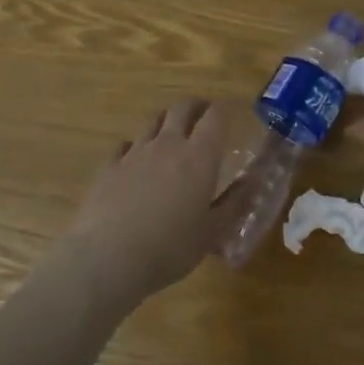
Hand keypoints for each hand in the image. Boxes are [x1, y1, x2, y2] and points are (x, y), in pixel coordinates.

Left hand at [54, 98, 240, 313]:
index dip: (222, 111)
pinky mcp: (109, 166)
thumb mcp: (213, 232)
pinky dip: (135, 146)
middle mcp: (167, 145)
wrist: (109, 257)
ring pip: (152, 122)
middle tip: (202, 115)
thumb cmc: (170, 248)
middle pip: (181, 108)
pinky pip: (125, 145)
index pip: (214, 118)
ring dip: (165, 121)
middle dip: (194, 106)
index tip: (228, 114)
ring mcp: (134, 153)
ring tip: (171, 132)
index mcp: (198, 157)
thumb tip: (254, 179)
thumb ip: (236, 203)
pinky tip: (135, 159)